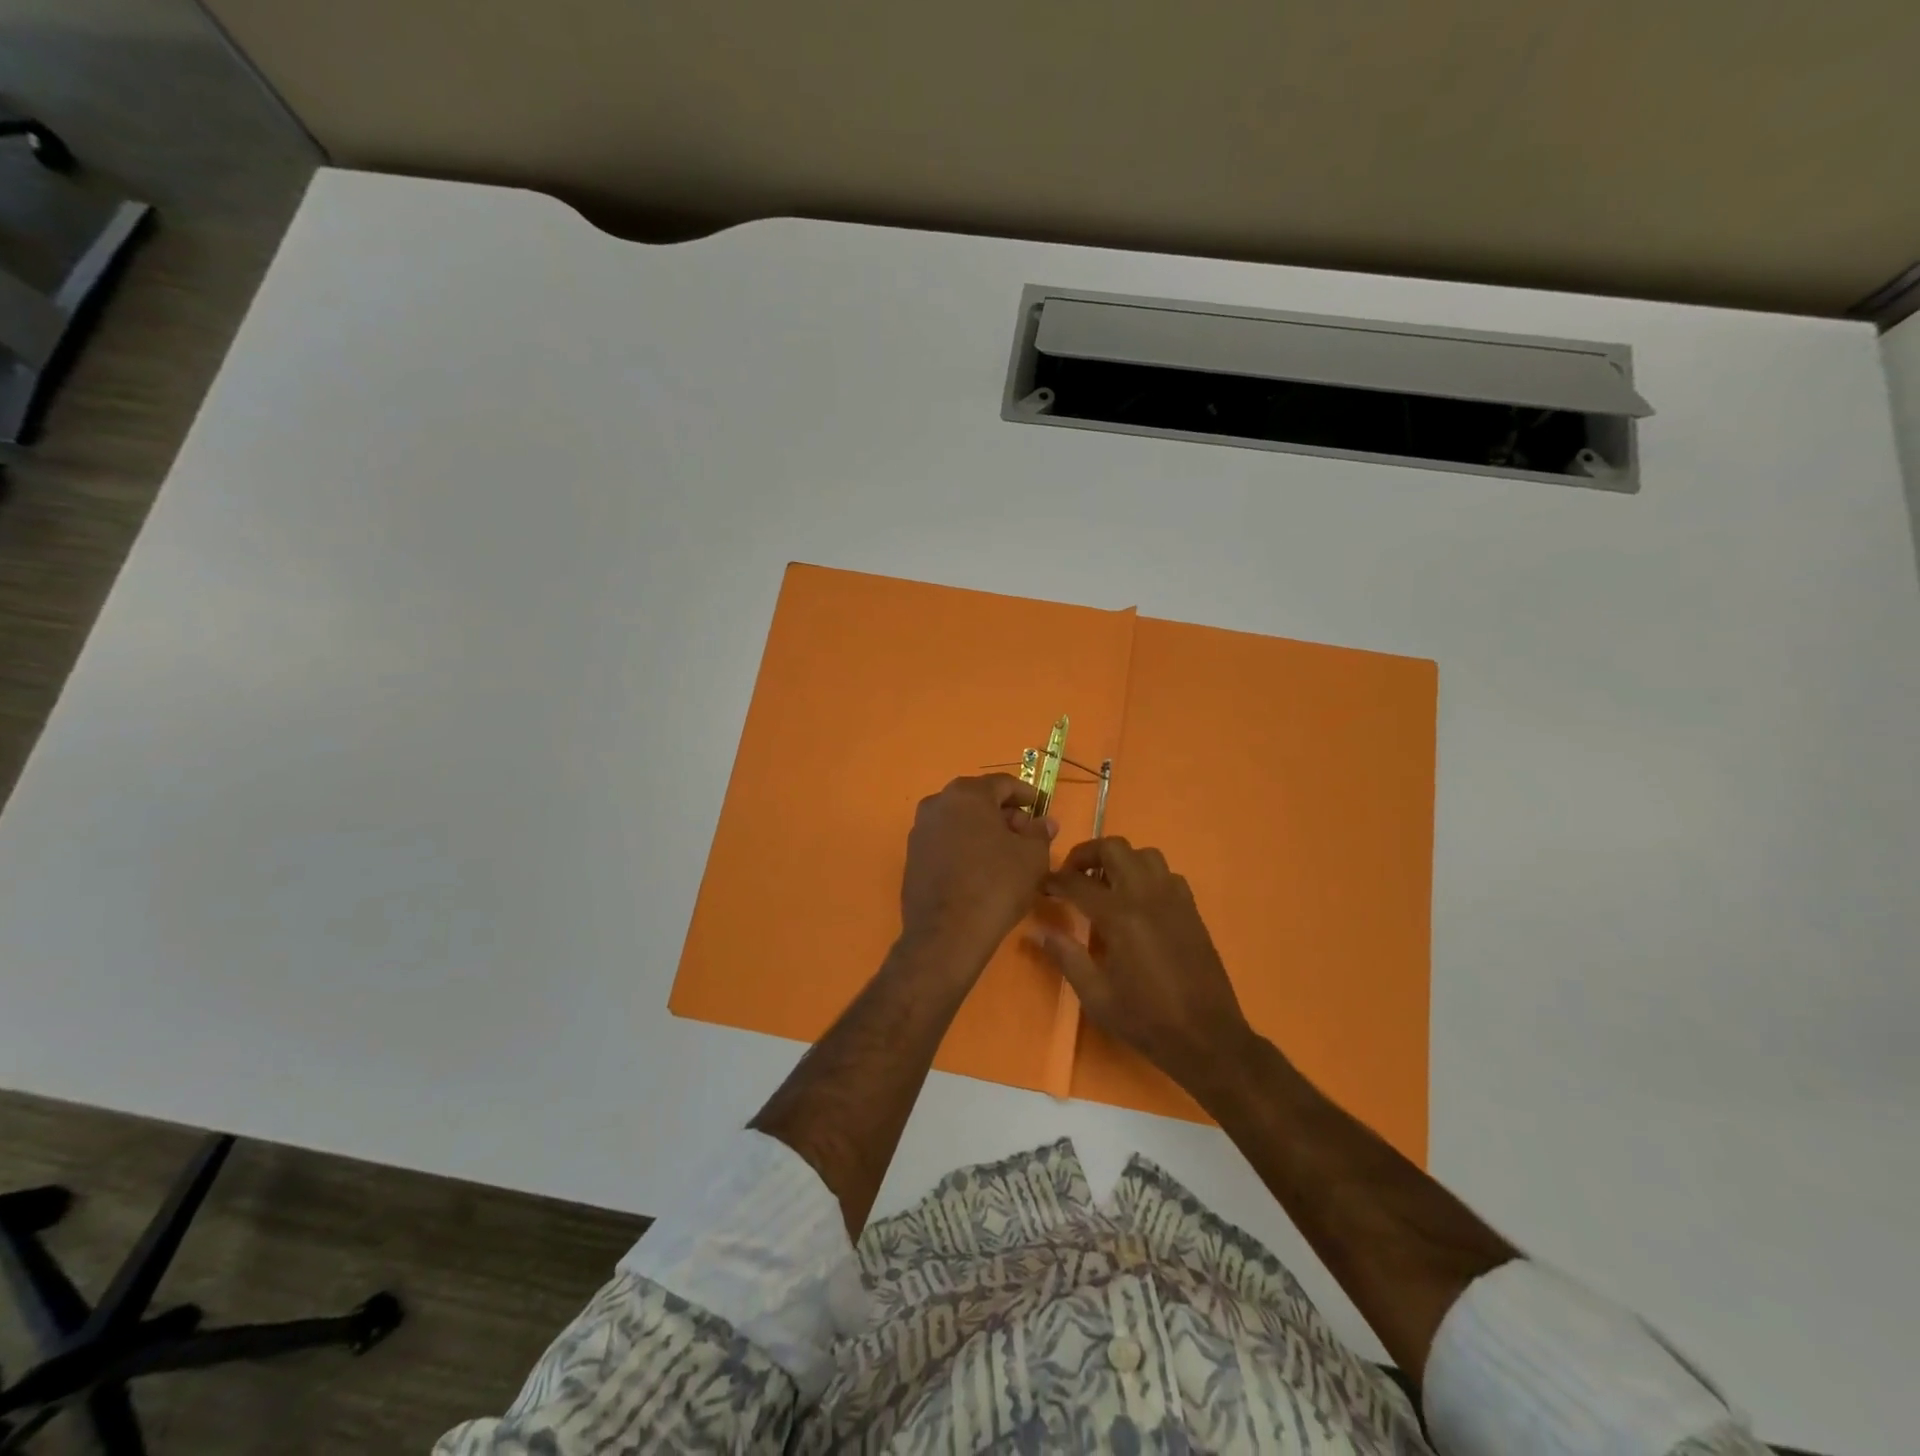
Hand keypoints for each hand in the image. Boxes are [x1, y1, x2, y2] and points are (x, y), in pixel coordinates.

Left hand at [899, 774, 1056, 974]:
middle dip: (1004, 813)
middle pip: (978, 800)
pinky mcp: (912, 856)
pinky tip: (980, 870)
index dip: (1027, 795)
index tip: (1042, 808)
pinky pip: (945, 841)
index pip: (1003, 784)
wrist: (947, 934)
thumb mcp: (1032, 857)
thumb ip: (1040, 832)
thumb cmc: (996, 885)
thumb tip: (1044, 821)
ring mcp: (920, 830)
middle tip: (1026, 834)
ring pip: (960, 820)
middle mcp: (937, 803)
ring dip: (983, 830)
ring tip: (1005, 855)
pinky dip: (964, 847)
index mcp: (967, 794)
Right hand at [1030, 837, 1255, 1096]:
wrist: (1207, 1038)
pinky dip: (1146, 875)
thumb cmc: (1146, 1019)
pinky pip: (1166, 874)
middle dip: (1086, 855)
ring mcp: (1174, 899)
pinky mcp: (1191, 909)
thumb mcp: (1096, 995)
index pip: (1077, 882)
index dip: (1054, 881)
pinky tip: (1138, 902)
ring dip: (1119, 860)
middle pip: (1113, 848)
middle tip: (1071, 876)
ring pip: (1144, 854)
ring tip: (1104, 885)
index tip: (1041, 887)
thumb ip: (1066, 956)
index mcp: (1120, 916)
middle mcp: (1147, 896)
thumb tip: (1036, 931)